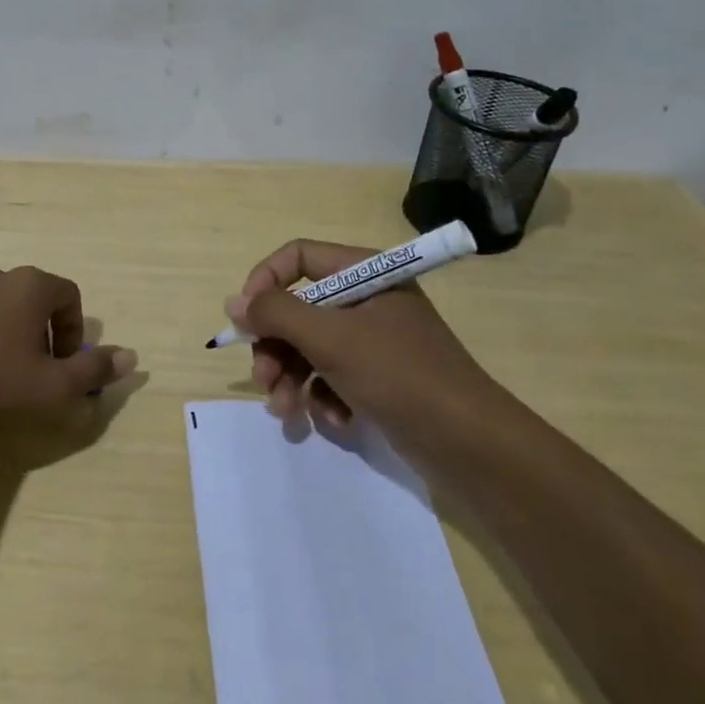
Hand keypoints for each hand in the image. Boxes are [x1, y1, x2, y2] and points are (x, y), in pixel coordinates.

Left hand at [0, 263, 136, 426]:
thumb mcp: (51, 387)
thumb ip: (93, 371)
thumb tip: (132, 357)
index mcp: (30, 285)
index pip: (69, 296)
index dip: (73, 332)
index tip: (61, 366)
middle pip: (33, 299)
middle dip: (41, 334)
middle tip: (33, 373)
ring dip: (7, 333)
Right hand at [226, 239, 494, 433]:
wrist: (471, 445)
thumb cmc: (400, 376)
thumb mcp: (331, 339)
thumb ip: (277, 314)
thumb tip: (233, 302)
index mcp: (366, 273)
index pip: (298, 257)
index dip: (265, 282)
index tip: (245, 319)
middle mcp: (368, 300)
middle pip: (299, 308)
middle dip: (276, 346)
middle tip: (264, 380)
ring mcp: (375, 340)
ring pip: (311, 347)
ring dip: (292, 378)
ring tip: (286, 411)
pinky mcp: (380, 377)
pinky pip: (334, 376)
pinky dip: (325, 397)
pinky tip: (334, 421)